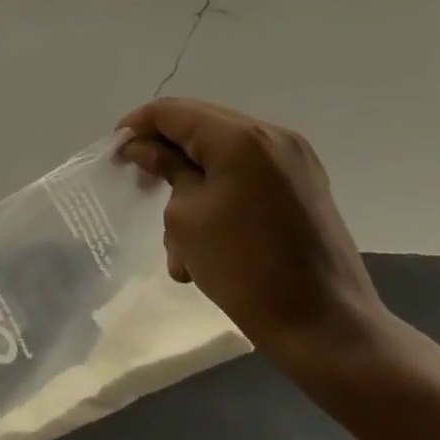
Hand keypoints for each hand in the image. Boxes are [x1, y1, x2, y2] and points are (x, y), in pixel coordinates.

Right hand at [117, 98, 387, 368]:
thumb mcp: (186, 216)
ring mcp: (293, 160)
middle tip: (136, 177)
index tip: (114, 154)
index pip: (171, 112)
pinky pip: (245, 171)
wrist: (326, 328)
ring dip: (189, 176)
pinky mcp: (303, 185)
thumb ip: (165, 168)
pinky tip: (203, 235)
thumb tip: (143, 147)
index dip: (136, 126)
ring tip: (173, 230)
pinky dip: (217, 189)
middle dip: (163, 148)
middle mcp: (272, 137)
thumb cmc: (244, 268)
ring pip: (220, 150)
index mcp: (240, 139)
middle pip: (198, 123)